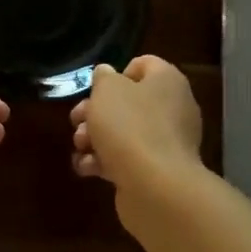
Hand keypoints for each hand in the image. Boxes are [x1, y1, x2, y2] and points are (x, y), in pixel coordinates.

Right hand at [70, 55, 202, 189]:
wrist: (155, 186)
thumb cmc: (130, 126)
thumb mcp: (107, 90)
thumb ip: (103, 77)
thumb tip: (107, 74)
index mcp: (167, 81)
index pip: (144, 65)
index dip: (116, 73)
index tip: (97, 90)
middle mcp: (173, 108)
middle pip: (128, 102)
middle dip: (96, 111)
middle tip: (77, 120)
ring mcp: (167, 143)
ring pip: (125, 132)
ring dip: (96, 138)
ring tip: (80, 147)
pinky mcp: (158, 171)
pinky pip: (128, 159)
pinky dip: (105, 162)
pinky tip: (86, 168)